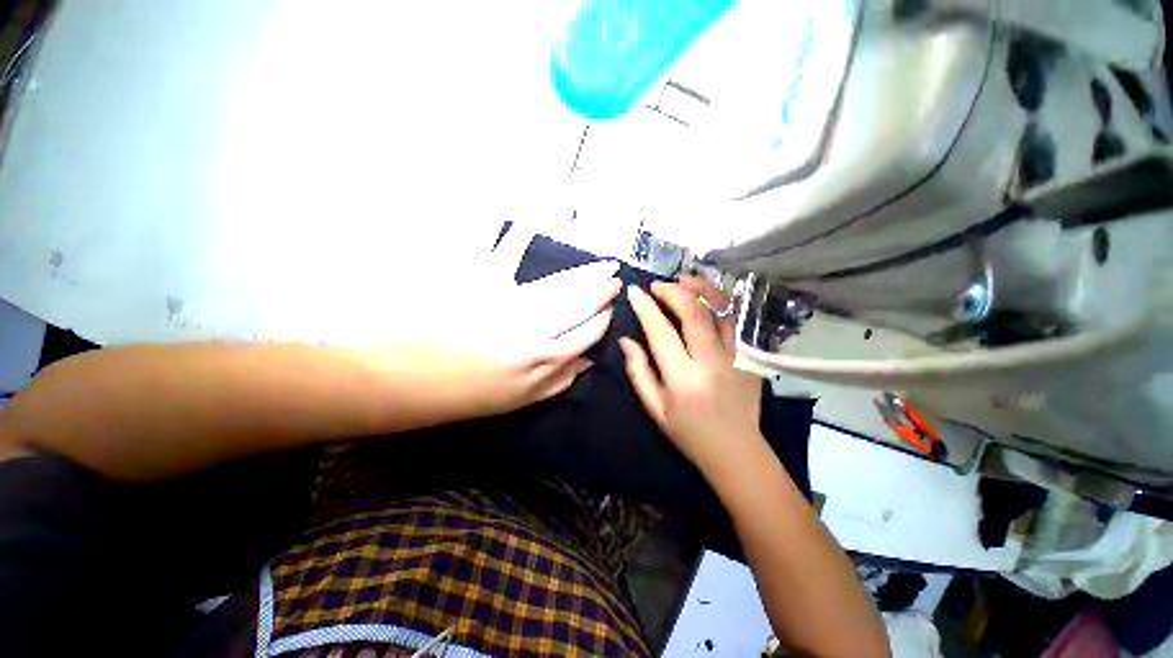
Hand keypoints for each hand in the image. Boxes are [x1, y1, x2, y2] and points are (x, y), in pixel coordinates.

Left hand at [390, 260, 620, 420]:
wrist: (410, 377)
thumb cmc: (466, 394)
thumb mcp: (519, 399)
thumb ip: (557, 381)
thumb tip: (587, 362)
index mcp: (543, 358)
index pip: (587, 333)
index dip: (602, 319)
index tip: (612, 308)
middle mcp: (535, 327)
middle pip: (578, 304)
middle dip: (600, 291)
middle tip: (615, 277)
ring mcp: (511, 302)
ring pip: (558, 285)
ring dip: (583, 274)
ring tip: (602, 265)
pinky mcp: (483, 283)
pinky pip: (506, 257)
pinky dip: (517, 238)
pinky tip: (530, 223)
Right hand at [619, 277, 764, 473]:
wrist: (736, 451)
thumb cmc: (688, 433)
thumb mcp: (654, 408)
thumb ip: (638, 372)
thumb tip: (626, 340)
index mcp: (682, 379)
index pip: (661, 332)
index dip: (645, 308)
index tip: (634, 292)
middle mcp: (711, 363)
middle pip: (694, 313)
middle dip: (673, 291)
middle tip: (657, 286)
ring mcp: (736, 358)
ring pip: (721, 311)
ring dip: (701, 289)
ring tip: (683, 280)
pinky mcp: (750, 358)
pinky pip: (736, 322)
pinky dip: (721, 303)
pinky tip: (708, 297)